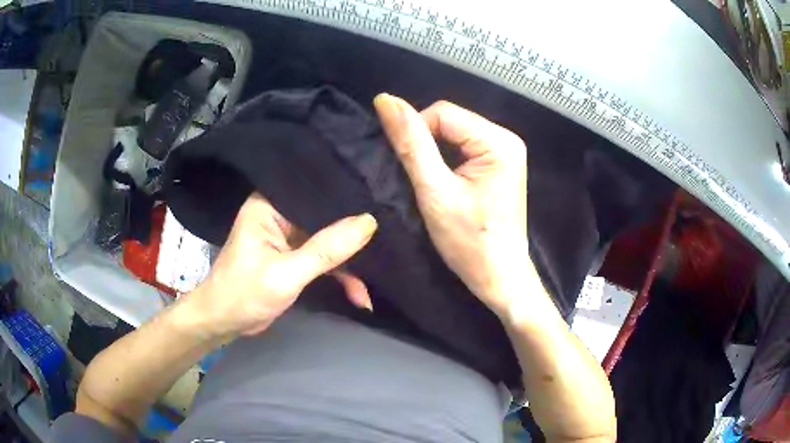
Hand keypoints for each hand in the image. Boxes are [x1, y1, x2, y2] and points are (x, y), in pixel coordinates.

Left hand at [184, 193, 376, 337]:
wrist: (224, 323)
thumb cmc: (244, 294)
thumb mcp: (286, 274)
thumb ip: (326, 250)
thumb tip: (368, 222)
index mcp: (269, 206)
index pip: (314, 193)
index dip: (347, 199)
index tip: (382, 203)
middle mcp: (279, 215)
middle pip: (325, 218)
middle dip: (354, 237)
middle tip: (389, 241)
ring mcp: (288, 237)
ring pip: (328, 242)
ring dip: (350, 266)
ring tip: (373, 285)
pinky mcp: (293, 257)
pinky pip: (324, 260)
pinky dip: (340, 277)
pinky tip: (359, 295)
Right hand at [374, 94, 529, 317]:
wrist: (499, 277)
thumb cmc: (470, 242)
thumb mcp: (435, 192)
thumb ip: (411, 144)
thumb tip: (385, 100)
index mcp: (499, 140)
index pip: (442, 112)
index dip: (416, 133)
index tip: (409, 169)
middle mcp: (506, 138)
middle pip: (449, 121)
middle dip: (426, 145)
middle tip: (419, 180)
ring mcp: (505, 151)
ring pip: (453, 134)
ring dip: (434, 154)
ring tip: (430, 185)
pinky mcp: (499, 165)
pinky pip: (462, 148)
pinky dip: (445, 161)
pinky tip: (444, 184)